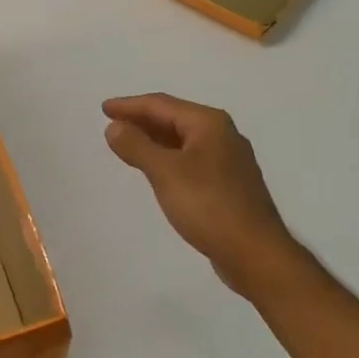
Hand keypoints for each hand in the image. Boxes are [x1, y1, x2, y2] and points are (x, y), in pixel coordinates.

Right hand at [102, 93, 302, 298]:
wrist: (254, 252)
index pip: (162, 105)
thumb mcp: (166, 172)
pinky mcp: (227, 184)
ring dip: (154, 139)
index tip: (104, 109)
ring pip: (182, 140)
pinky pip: (189, 160)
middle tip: (112, 124)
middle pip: (174, 119)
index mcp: (209, 124)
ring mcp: (227, 160)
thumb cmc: (209, 206)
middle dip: (142, 120)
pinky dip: (167, 158)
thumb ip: (137, 146)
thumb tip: (115, 127)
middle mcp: (222, 135)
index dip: (130, 105)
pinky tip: (155, 169)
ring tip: (127, 143)